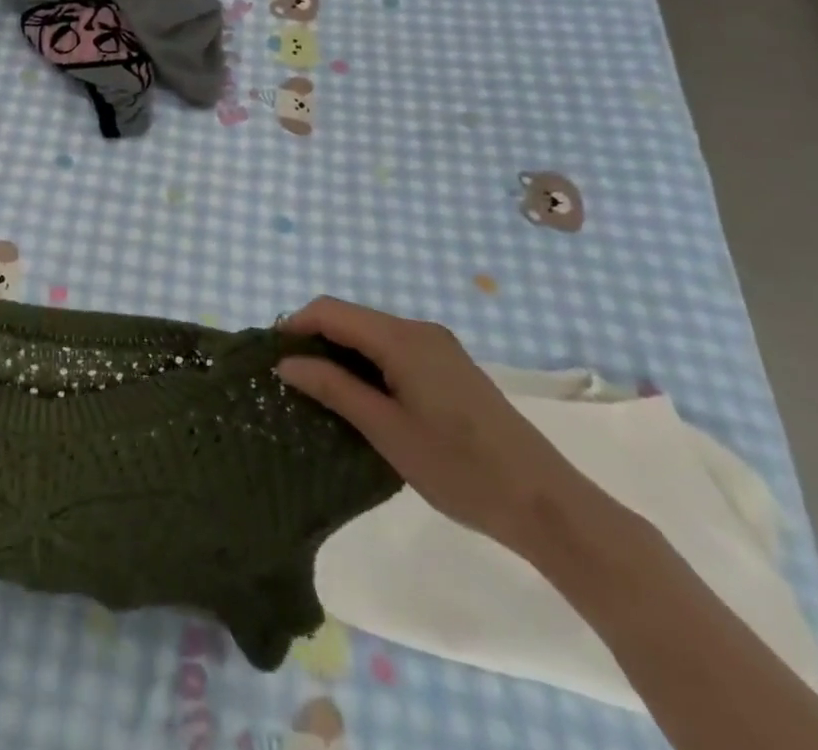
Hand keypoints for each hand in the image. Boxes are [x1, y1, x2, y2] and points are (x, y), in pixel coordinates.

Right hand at [277, 297, 613, 563]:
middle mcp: (419, 330)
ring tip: (318, 391)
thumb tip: (286, 363)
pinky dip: (367, 364)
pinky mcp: (449, 368)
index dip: (295, 325)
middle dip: (316, 340)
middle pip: (351, 318)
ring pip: (371, 334)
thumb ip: (333, 389)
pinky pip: (393, 350)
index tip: (270, 356)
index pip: (331, 310)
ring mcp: (438, 348)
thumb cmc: (460, 468)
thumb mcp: (386, 430)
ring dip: (341, 353)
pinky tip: (360, 397)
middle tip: (290, 379)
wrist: (548, 505)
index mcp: (403, 338)